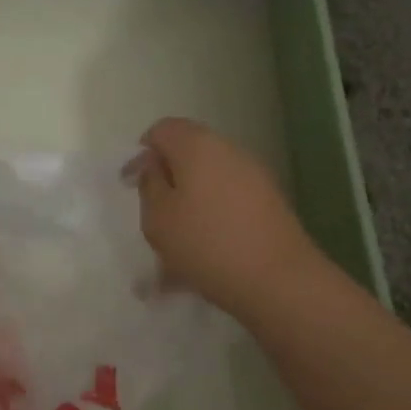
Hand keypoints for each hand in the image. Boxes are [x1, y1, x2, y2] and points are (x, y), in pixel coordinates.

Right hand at [133, 117, 319, 323]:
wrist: (278, 280)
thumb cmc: (206, 243)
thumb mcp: (158, 218)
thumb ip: (149, 185)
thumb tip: (154, 165)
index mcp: (197, 146)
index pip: (162, 129)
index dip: (142, 153)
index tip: (132, 185)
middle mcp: (229, 151)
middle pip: (189, 154)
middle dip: (167, 180)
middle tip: (153, 215)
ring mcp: (254, 177)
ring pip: (208, 184)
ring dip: (188, 206)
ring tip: (174, 248)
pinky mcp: (270, 204)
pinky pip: (227, 205)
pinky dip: (210, 222)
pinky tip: (201, 259)